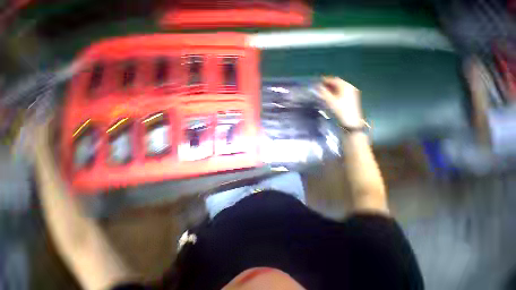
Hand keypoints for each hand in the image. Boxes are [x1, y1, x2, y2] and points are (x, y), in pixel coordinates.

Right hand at [318, 76, 362, 127]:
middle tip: (319, 87)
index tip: (317, 82)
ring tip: (323, 92)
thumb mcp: (331, 102)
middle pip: (337, 83)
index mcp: (345, 86)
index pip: (334, 80)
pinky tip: (330, 96)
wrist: (351, 122)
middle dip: (328, 84)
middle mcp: (350, 87)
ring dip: (331, 88)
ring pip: (339, 87)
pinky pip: (342, 92)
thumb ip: (324, 93)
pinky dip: (335, 92)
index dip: (325, 80)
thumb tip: (317, 87)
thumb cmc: (341, 111)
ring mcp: (351, 92)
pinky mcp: (351, 98)